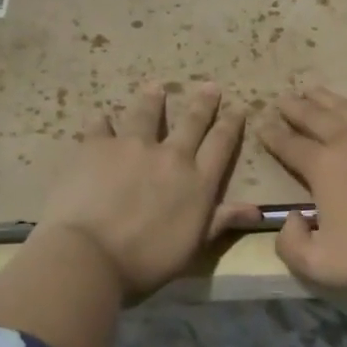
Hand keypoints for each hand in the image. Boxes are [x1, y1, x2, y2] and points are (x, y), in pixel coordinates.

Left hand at [37, 83, 257, 296]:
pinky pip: (101, 127)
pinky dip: (103, 122)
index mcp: (198, 181)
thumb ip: (220, 221)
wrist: (90, 255)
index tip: (237, 108)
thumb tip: (256, 211)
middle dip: (203, 103)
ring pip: (147, 114)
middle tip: (210, 86)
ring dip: (153, 100)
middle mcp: (170, 156)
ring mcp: (132, 146)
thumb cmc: (147, 261)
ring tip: (155, 87)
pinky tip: (102, 117)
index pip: (221, 144)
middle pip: (192, 122)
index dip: (231, 124)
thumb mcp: (193, 246)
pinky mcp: (96, 146)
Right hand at [255, 88, 346, 311]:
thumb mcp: (322, 265)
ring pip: (344, 108)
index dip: (272, 136)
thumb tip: (290, 219)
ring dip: (324, 98)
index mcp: (323, 166)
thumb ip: (291, 245)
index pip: (289, 145)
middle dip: (294, 108)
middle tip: (281, 99)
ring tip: (311, 90)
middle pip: (314, 117)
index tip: (261, 125)